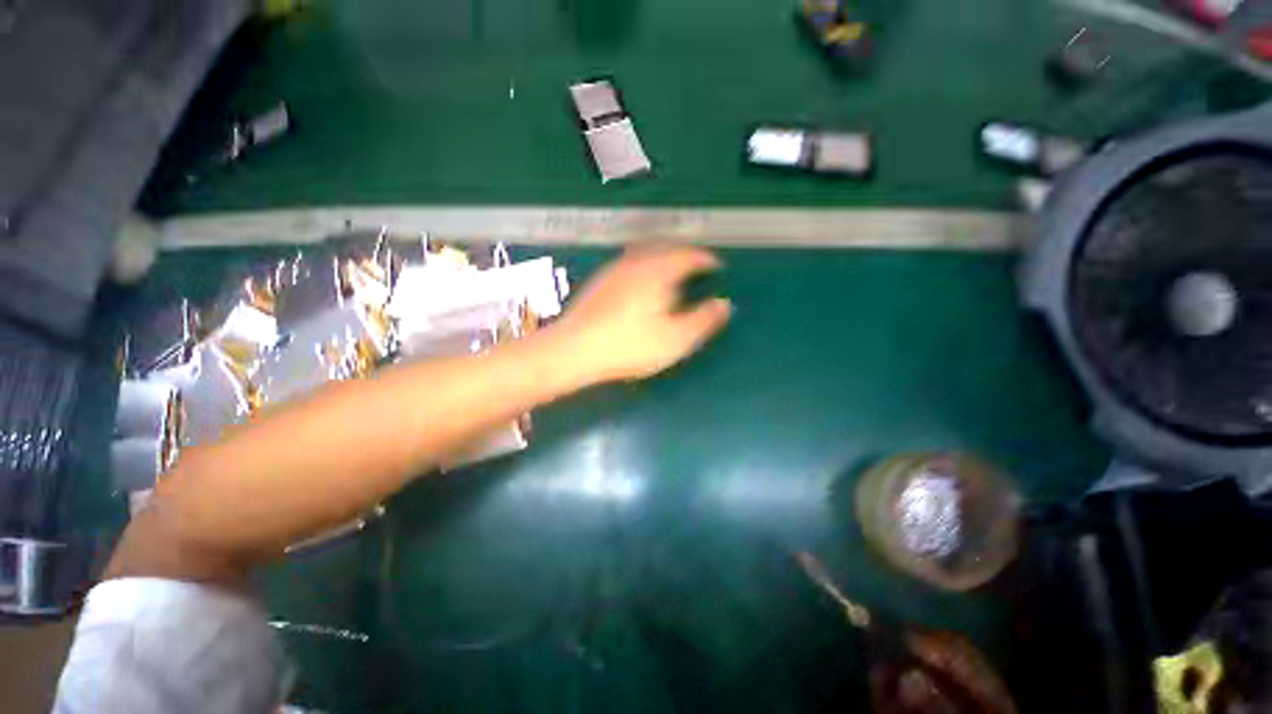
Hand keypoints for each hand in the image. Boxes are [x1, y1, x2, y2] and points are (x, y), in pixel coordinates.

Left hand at [554, 245, 732, 383]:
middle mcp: (636, 262)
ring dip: (663, 256)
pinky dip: (645, 265)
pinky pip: (630, 262)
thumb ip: (703, 320)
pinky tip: (642, 282)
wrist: (574, 349)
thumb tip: (725, 304)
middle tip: (696, 266)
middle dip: (685, 253)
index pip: (689, 255)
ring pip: (646, 252)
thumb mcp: (675, 339)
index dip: (706, 259)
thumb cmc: (629, 346)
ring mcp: (614, 269)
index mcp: (658, 271)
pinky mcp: (600, 281)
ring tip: (673, 271)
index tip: (717, 266)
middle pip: (666, 247)